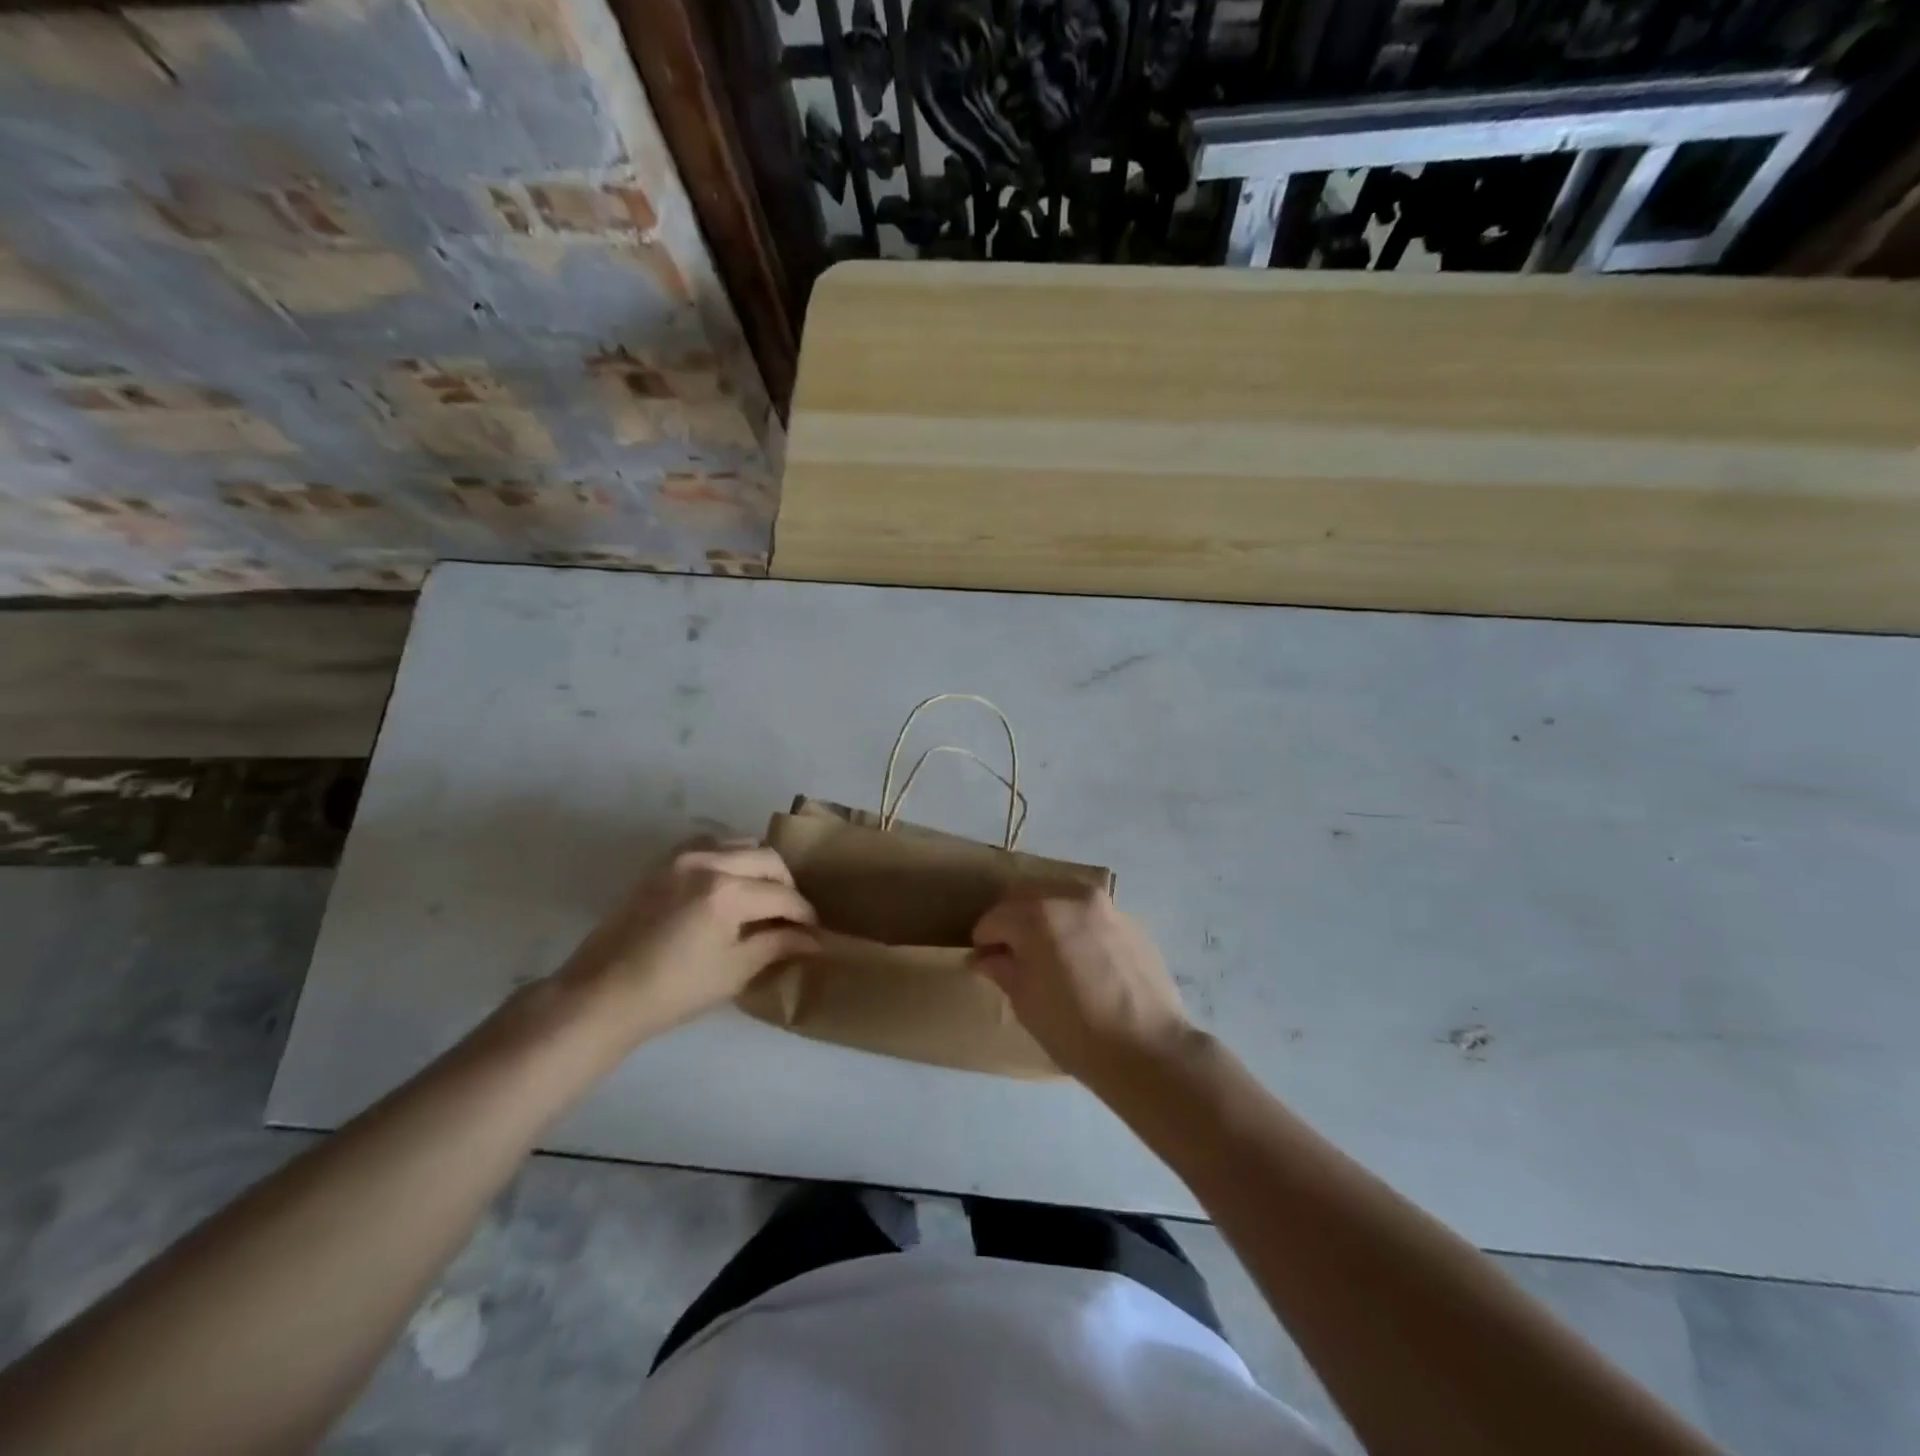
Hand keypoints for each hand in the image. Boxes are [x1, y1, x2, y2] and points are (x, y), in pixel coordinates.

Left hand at [555, 839, 816, 1048]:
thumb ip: (777, 945)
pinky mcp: (663, 863)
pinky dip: (729, 857)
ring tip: (762, 896)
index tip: (814, 931)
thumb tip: (814, 939)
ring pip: (740, 843)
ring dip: (759, 865)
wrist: (602, 994)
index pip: (782, 895)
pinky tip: (729, 883)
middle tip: (791, 914)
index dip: (804, 914)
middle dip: (786, 885)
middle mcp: (708, 862)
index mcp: (727, 891)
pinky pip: (709, 844)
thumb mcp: (734, 971)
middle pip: (767, 859)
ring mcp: (682, 857)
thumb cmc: (673, 991)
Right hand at [971, 886, 1197, 1085]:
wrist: (1148, 1049)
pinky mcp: (1131, 922)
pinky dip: (1078, 929)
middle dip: (1014, 921)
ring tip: (1049, 956)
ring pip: (1062, 900)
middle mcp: (1071, 897)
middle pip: (1029, 897)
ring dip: (1047, 920)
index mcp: (1038, 913)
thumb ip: (1002, 968)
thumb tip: (984, 957)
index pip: (996, 917)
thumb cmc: (1074, 1029)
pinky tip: (1083, 962)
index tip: (985, 961)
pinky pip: (1092, 917)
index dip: (985, 940)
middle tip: (1013, 954)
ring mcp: (1106, 907)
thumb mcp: (1025, 1002)